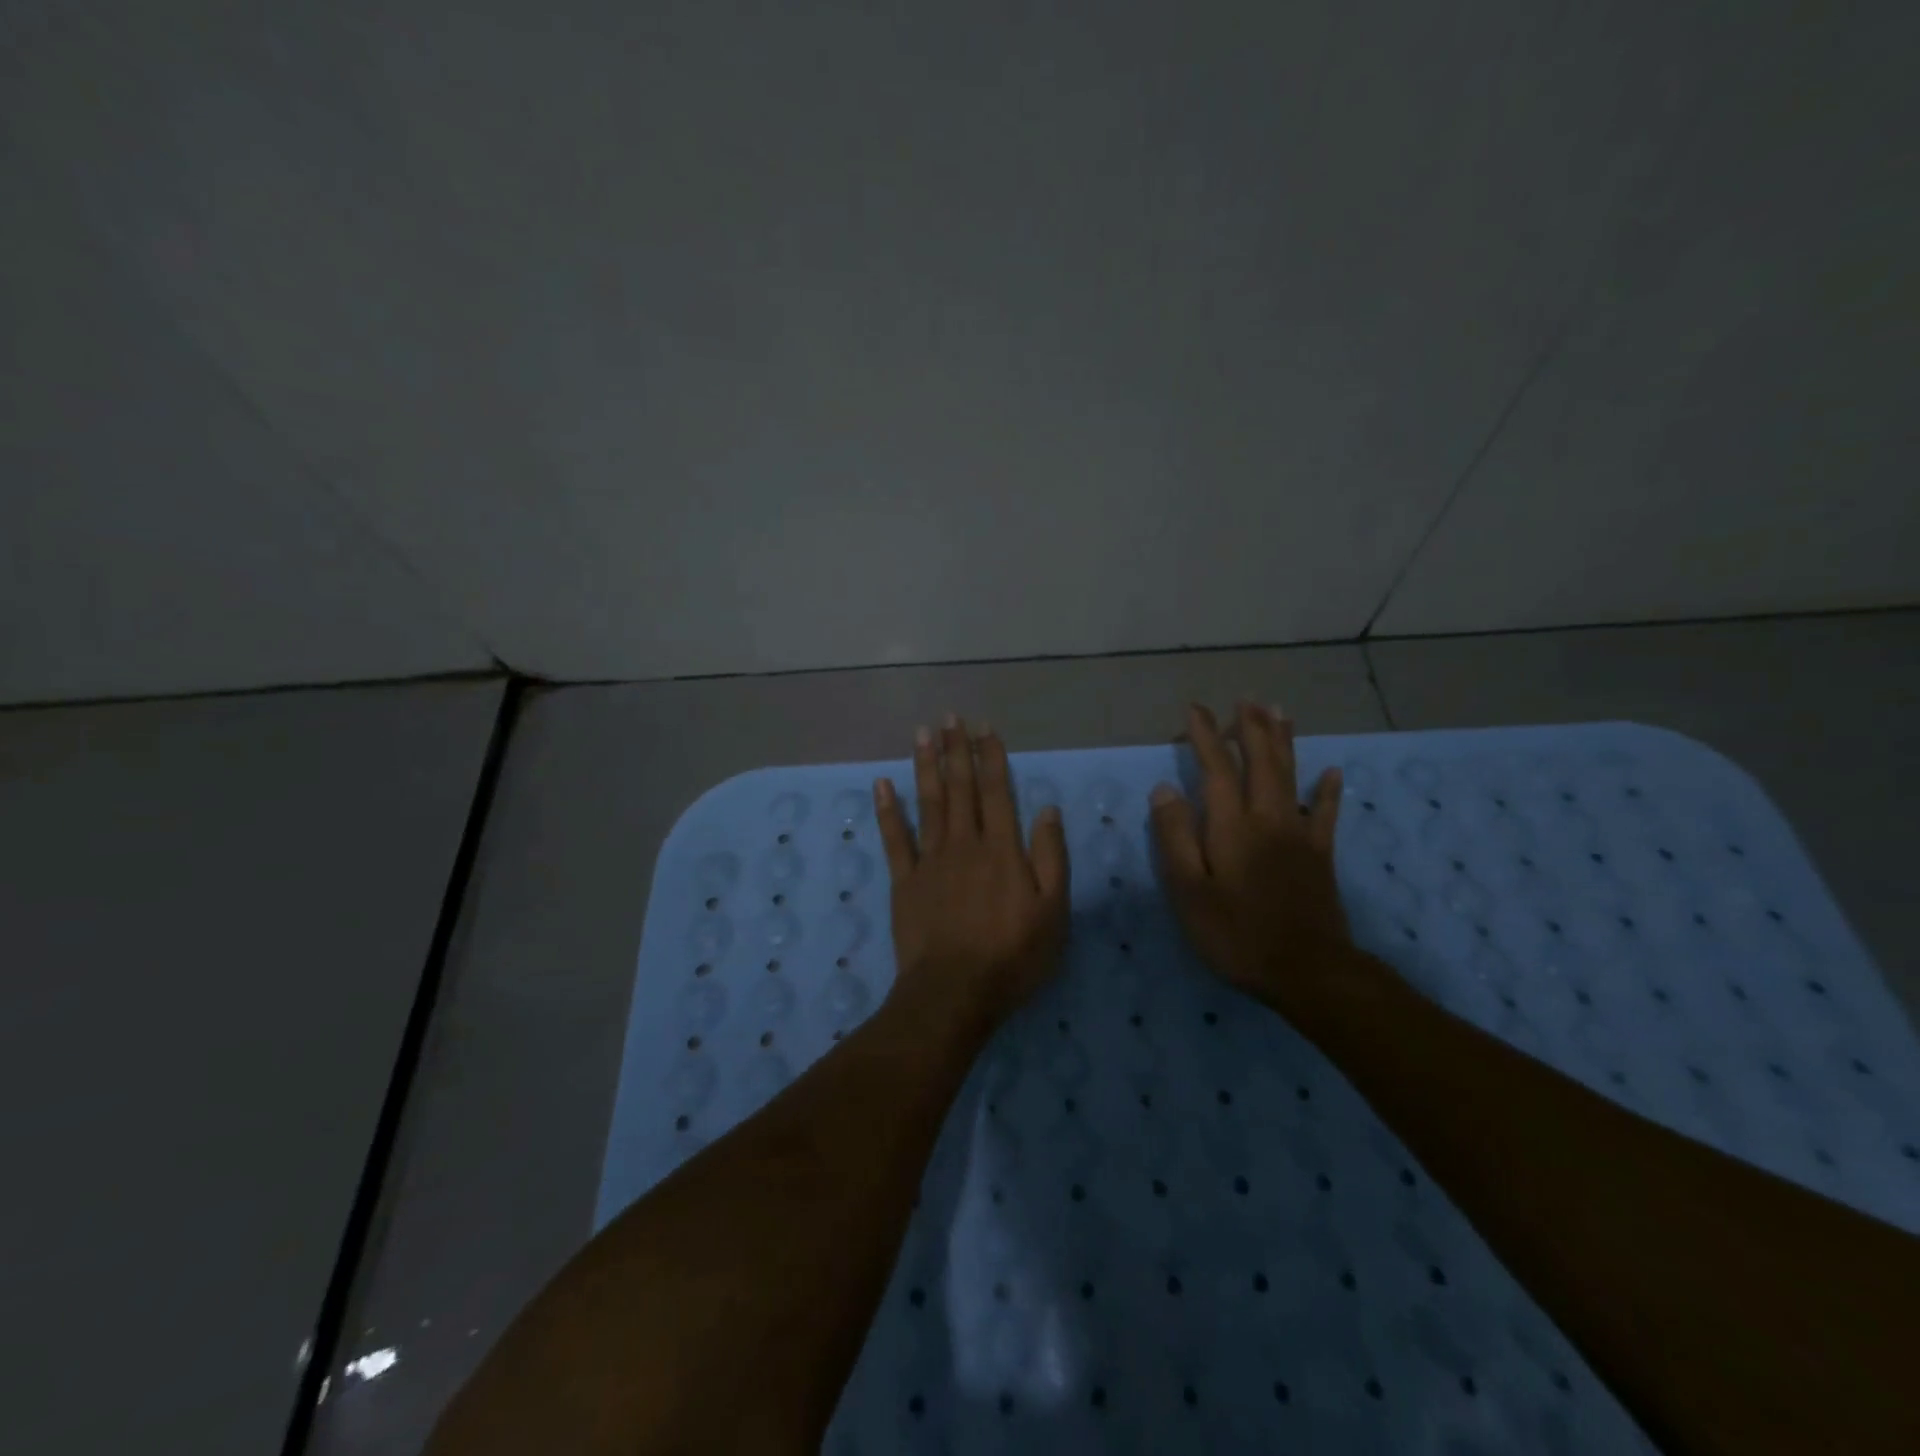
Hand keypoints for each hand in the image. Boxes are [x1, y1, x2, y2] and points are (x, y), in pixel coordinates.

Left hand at [874, 715, 1070, 1026]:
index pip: (997, 791)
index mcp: (1002, 849)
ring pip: (927, 802)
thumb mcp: (1053, 911)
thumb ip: (1051, 857)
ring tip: (922, 733)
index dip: (991, 756)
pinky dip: (887, 810)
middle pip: (959, 787)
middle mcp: (965, 843)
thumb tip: (1048, 808)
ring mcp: (930, 859)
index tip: (984, 727)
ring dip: (925, 765)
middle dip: (956, 749)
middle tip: (949, 716)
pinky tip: (881, 784)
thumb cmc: (1012, 956)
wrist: (955, 992)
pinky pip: (894, 838)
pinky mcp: (904, 880)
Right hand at [1149, 702, 1357, 1025]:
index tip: (1195, 709)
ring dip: (1284, 742)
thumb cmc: (1237, 934)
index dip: (1206, 736)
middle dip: (1251, 727)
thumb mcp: (1189, 891)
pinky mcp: (1321, 855)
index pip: (1217, 768)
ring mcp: (1300, 835)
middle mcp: (1268, 818)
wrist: (1308, 971)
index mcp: (1232, 826)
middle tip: (1245, 699)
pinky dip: (1328, 790)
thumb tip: (1165, 788)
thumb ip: (1175, 837)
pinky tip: (1332, 771)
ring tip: (1280, 712)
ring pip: (1291, 776)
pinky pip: (1326, 814)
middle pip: (1261, 761)